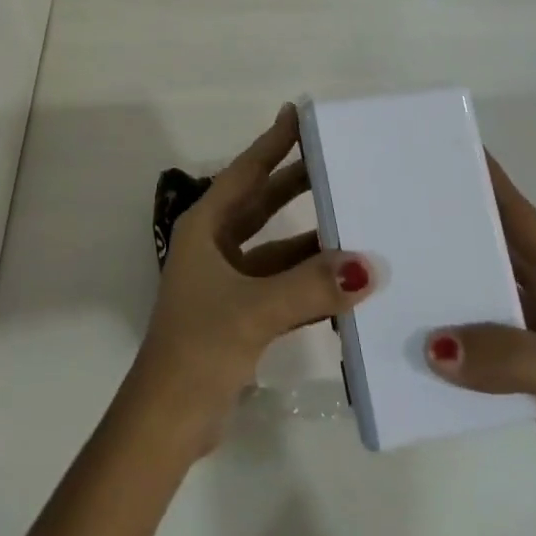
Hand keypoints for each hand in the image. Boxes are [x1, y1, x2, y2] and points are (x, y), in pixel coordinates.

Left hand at [132, 104, 376, 456]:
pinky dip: (306, 278)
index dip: (271, 143)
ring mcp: (226, 281)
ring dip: (308, 236)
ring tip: (350, 215)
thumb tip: (369, 265)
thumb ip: (311, 286)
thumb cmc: (199, 347)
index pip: (244, 173)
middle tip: (335, 158)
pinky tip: (341, 278)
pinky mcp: (239, 313)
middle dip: (295, 182)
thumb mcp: (254, 309)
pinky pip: (280, 283)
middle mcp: (214, 245)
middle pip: (261, 203)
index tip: (298, 114)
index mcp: (204, 228)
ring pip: (274, 245)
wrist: (167, 421)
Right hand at [425, 156, 535, 535]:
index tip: (438, 146)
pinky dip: (445, 324)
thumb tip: (431, 343)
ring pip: (478, 285)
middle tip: (395, 200)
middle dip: (449, 220)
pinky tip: (409, 324)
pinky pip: (472, 331)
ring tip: (389, 258)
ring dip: (443, 274)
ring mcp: (532, 329)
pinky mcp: (519, 366)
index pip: (516, 212)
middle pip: (491, 242)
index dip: (485, 177)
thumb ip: (505, 354)